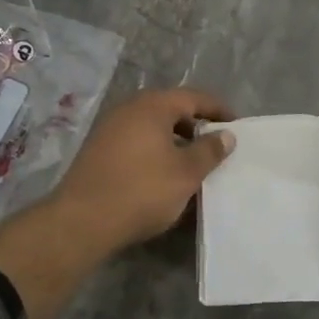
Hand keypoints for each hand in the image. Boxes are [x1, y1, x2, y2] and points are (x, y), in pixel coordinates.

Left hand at [50, 88, 236, 252]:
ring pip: (152, 127)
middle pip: (170, 109)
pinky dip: (155, 152)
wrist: (82, 221)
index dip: (218, 109)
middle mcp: (129, 109)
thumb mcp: (186, 172)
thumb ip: (209, 150)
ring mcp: (109, 129)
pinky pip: (136, 142)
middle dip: (195, 126)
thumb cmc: (142, 190)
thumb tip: (226, 134)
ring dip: (175, 141)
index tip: (236, 125)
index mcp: (152, 106)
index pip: (193, 97)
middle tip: (215, 146)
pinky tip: (163, 175)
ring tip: (192, 164)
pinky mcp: (98, 150)